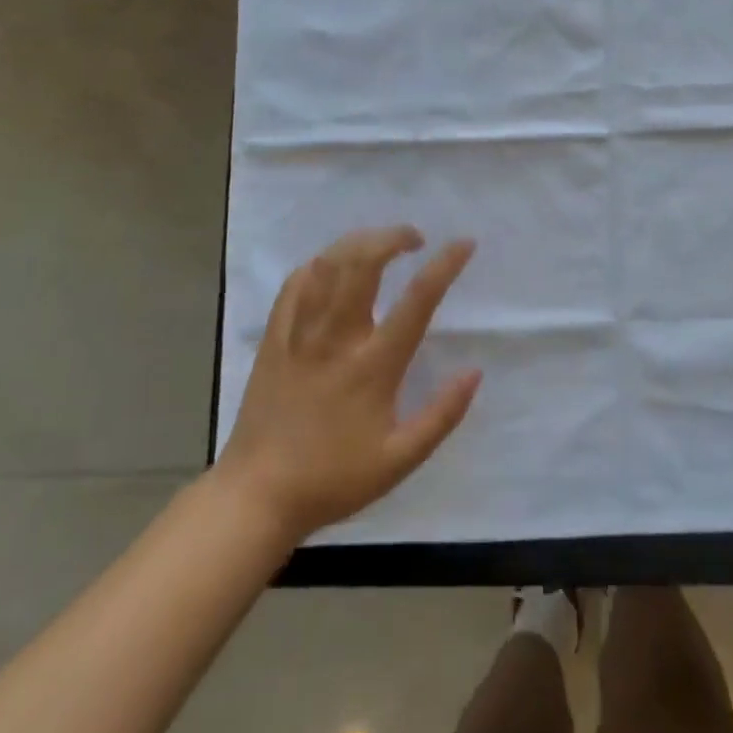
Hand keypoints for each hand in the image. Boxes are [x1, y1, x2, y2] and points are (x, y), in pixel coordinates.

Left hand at [218, 227, 478, 541]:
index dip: (444, 265)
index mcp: (373, 366)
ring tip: (379, 243)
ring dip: (357, 243)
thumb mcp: (400, 459)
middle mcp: (336, 339)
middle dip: (392, 237)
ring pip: (327, 266)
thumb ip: (442, 415)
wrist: (257, 495)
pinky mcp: (273, 340)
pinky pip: (294, 285)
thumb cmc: (334, 478)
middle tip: (415, 238)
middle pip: (363, 264)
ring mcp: (299, 335)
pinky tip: (331, 266)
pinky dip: (318, 264)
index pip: (417, 301)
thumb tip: (474, 372)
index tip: (464, 243)